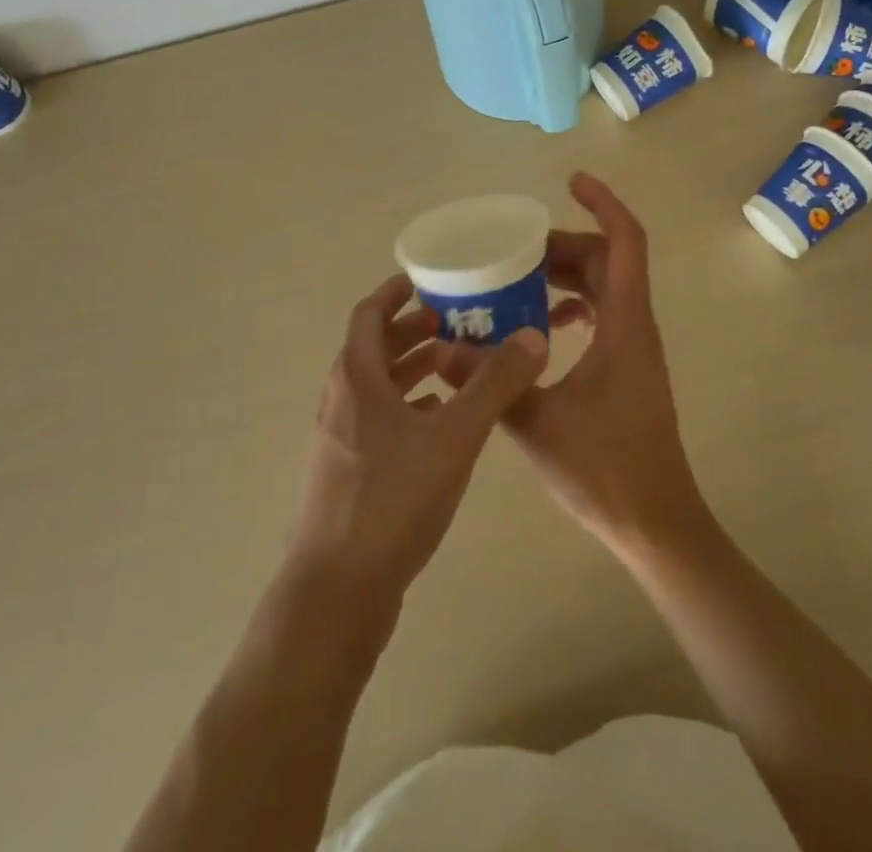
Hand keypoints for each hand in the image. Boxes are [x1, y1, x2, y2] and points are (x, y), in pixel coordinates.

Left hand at [287, 275, 548, 604]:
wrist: (337, 591)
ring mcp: (341, 439)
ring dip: (414, 369)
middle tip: (457, 321)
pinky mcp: (349, 473)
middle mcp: (341, 400)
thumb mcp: (454, 436)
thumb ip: (494, 384)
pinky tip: (442, 421)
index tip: (430, 280)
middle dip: (414, 330)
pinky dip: (409, 407)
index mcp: (356, 377)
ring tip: (456, 364)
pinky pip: (380, 420)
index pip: (369, 314)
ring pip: (379, 386)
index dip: (396, 293)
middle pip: (374, 348)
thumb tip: (533, 337)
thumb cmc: (392, 499)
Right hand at [470, 173, 709, 561]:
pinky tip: (539, 326)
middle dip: (565, 244)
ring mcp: (635, 349)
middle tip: (515, 249)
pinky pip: (604, 316)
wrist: (656, 523)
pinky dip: (574, 306)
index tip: (571, 182)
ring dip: (568, 276)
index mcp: (625, 325)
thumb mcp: (535, 422)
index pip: (625, 242)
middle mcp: (636, 327)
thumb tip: (440, 346)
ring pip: (606, 288)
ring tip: (518, 281)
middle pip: (609, 260)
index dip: (603, 203)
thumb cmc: (605, 470)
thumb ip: (488, 380)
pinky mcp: (628, 369)